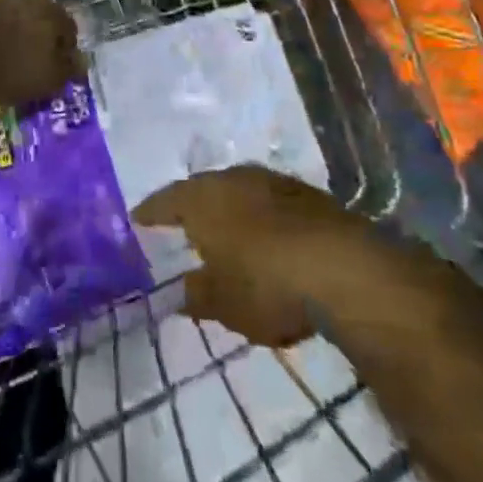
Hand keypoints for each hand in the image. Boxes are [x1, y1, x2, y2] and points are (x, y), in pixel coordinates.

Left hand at [0, 0, 80, 105]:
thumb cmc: (13, 68)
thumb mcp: (51, 79)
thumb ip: (70, 69)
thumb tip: (81, 62)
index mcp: (53, 12)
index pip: (70, 30)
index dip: (66, 54)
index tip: (57, 73)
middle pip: (43, 23)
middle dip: (42, 44)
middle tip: (35, 69)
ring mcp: (0, 1)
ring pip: (18, 23)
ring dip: (18, 40)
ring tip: (10, 66)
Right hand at [134, 166, 366, 346]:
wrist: (343, 268)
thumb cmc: (266, 284)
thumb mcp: (222, 303)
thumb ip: (197, 295)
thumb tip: (183, 290)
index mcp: (202, 199)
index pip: (165, 200)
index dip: (151, 213)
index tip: (139, 220)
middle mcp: (233, 178)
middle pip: (204, 189)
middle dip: (193, 207)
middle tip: (183, 226)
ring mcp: (272, 181)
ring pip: (240, 192)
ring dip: (232, 210)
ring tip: (227, 233)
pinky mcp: (308, 193)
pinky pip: (271, 202)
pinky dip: (263, 217)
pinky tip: (269, 239)